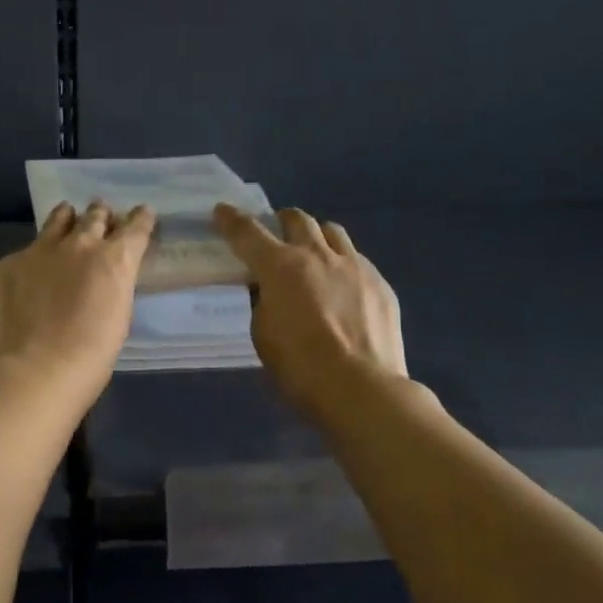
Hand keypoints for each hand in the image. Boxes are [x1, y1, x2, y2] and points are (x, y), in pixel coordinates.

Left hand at [0, 202, 155, 399]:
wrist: (33, 371)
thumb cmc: (90, 358)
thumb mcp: (118, 317)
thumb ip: (112, 286)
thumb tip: (103, 279)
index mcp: (114, 260)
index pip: (135, 227)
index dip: (140, 218)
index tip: (142, 213)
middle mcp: (79, 244)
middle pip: (95, 216)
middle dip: (101, 215)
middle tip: (101, 214)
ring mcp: (39, 250)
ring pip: (58, 221)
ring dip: (66, 219)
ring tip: (67, 217)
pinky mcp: (7, 264)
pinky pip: (24, 253)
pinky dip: (32, 260)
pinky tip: (27, 277)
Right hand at [214, 205, 408, 422]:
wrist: (363, 390)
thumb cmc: (301, 369)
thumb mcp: (263, 335)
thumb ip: (263, 303)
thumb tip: (270, 291)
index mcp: (280, 267)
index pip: (248, 233)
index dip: (231, 220)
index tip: (222, 212)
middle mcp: (317, 255)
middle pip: (297, 219)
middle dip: (281, 221)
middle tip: (275, 235)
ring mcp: (354, 266)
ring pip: (332, 231)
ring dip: (316, 236)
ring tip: (313, 255)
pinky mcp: (380, 284)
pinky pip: (357, 260)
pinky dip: (342, 265)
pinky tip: (343, 289)